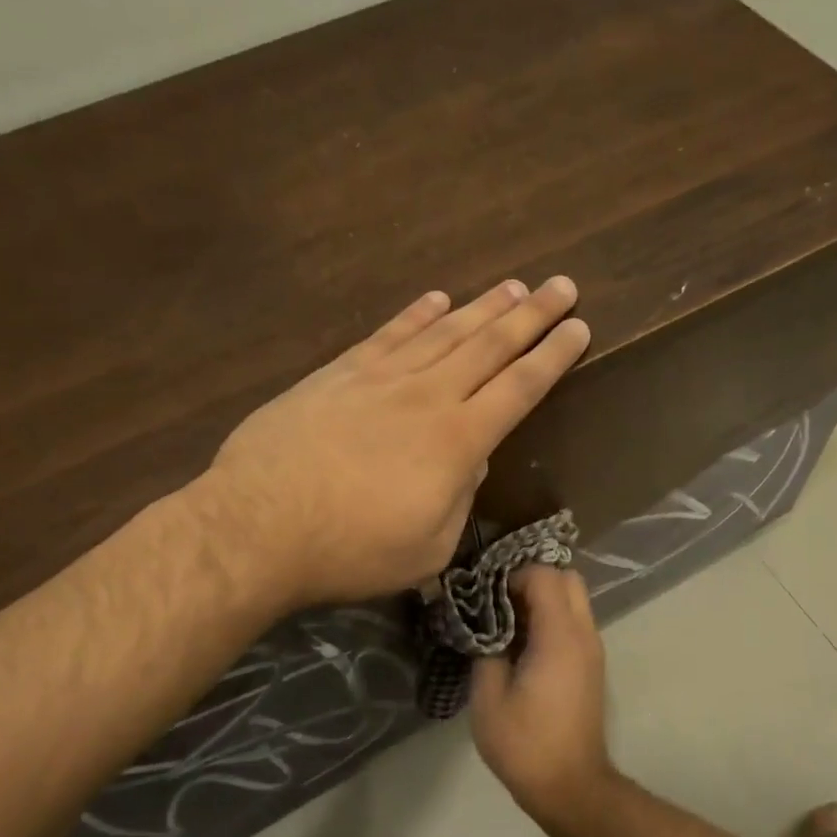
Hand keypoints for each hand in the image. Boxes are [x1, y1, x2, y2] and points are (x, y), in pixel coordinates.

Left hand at [200, 278, 589, 611]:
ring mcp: (381, 379)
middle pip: (491, 346)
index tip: (579, 327)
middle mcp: (428, 397)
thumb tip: (473, 459)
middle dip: (532, 315)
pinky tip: (437, 298)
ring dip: (483, 307)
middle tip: (563, 285)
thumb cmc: (351, 551)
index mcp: (458, 441)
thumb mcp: (427, 547)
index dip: (553, 356)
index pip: (520, 387)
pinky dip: (417, 314)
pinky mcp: (338, 374)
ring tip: (514, 286)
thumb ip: (460, 498)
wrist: (257, 528)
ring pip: (445, 331)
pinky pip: (389, 334)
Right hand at [470, 566, 613, 822]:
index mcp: (560, 636)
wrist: (571, 786)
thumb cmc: (525, 744)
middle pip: (568, 578)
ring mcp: (593, 649)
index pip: (545, 576)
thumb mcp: (488, 698)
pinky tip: (524, 645)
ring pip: (575, 599)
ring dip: (544, 599)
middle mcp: (584, 634)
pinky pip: (575, 622)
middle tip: (500, 603)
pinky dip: (552, 618)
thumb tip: (486, 628)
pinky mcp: (592, 665)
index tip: (486, 596)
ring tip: (508, 624)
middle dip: (533, 580)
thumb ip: (486, 651)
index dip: (513, 576)